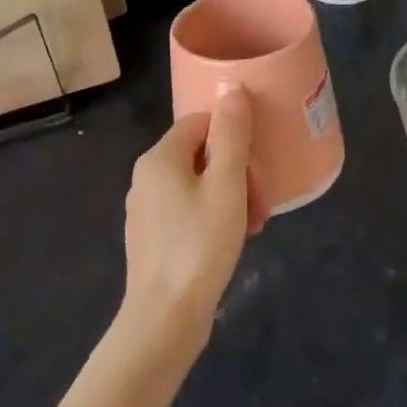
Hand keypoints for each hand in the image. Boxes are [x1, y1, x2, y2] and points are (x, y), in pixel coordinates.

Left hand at [121, 91, 262, 345]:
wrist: (165, 318)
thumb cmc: (200, 244)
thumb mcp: (226, 183)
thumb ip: (231, 134)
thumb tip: (231, 88)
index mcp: (159, 157)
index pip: (201, 122)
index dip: (234, 138)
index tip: (256, 167)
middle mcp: (146, 177)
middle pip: (201, 154)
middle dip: (237, 172)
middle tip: (260, 203)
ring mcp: (146, 209)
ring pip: (198, 185)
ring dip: (231, 197)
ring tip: (253, 225)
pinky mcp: (151, 237)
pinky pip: (188, 211)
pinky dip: (214, 217)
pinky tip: (232, 240)